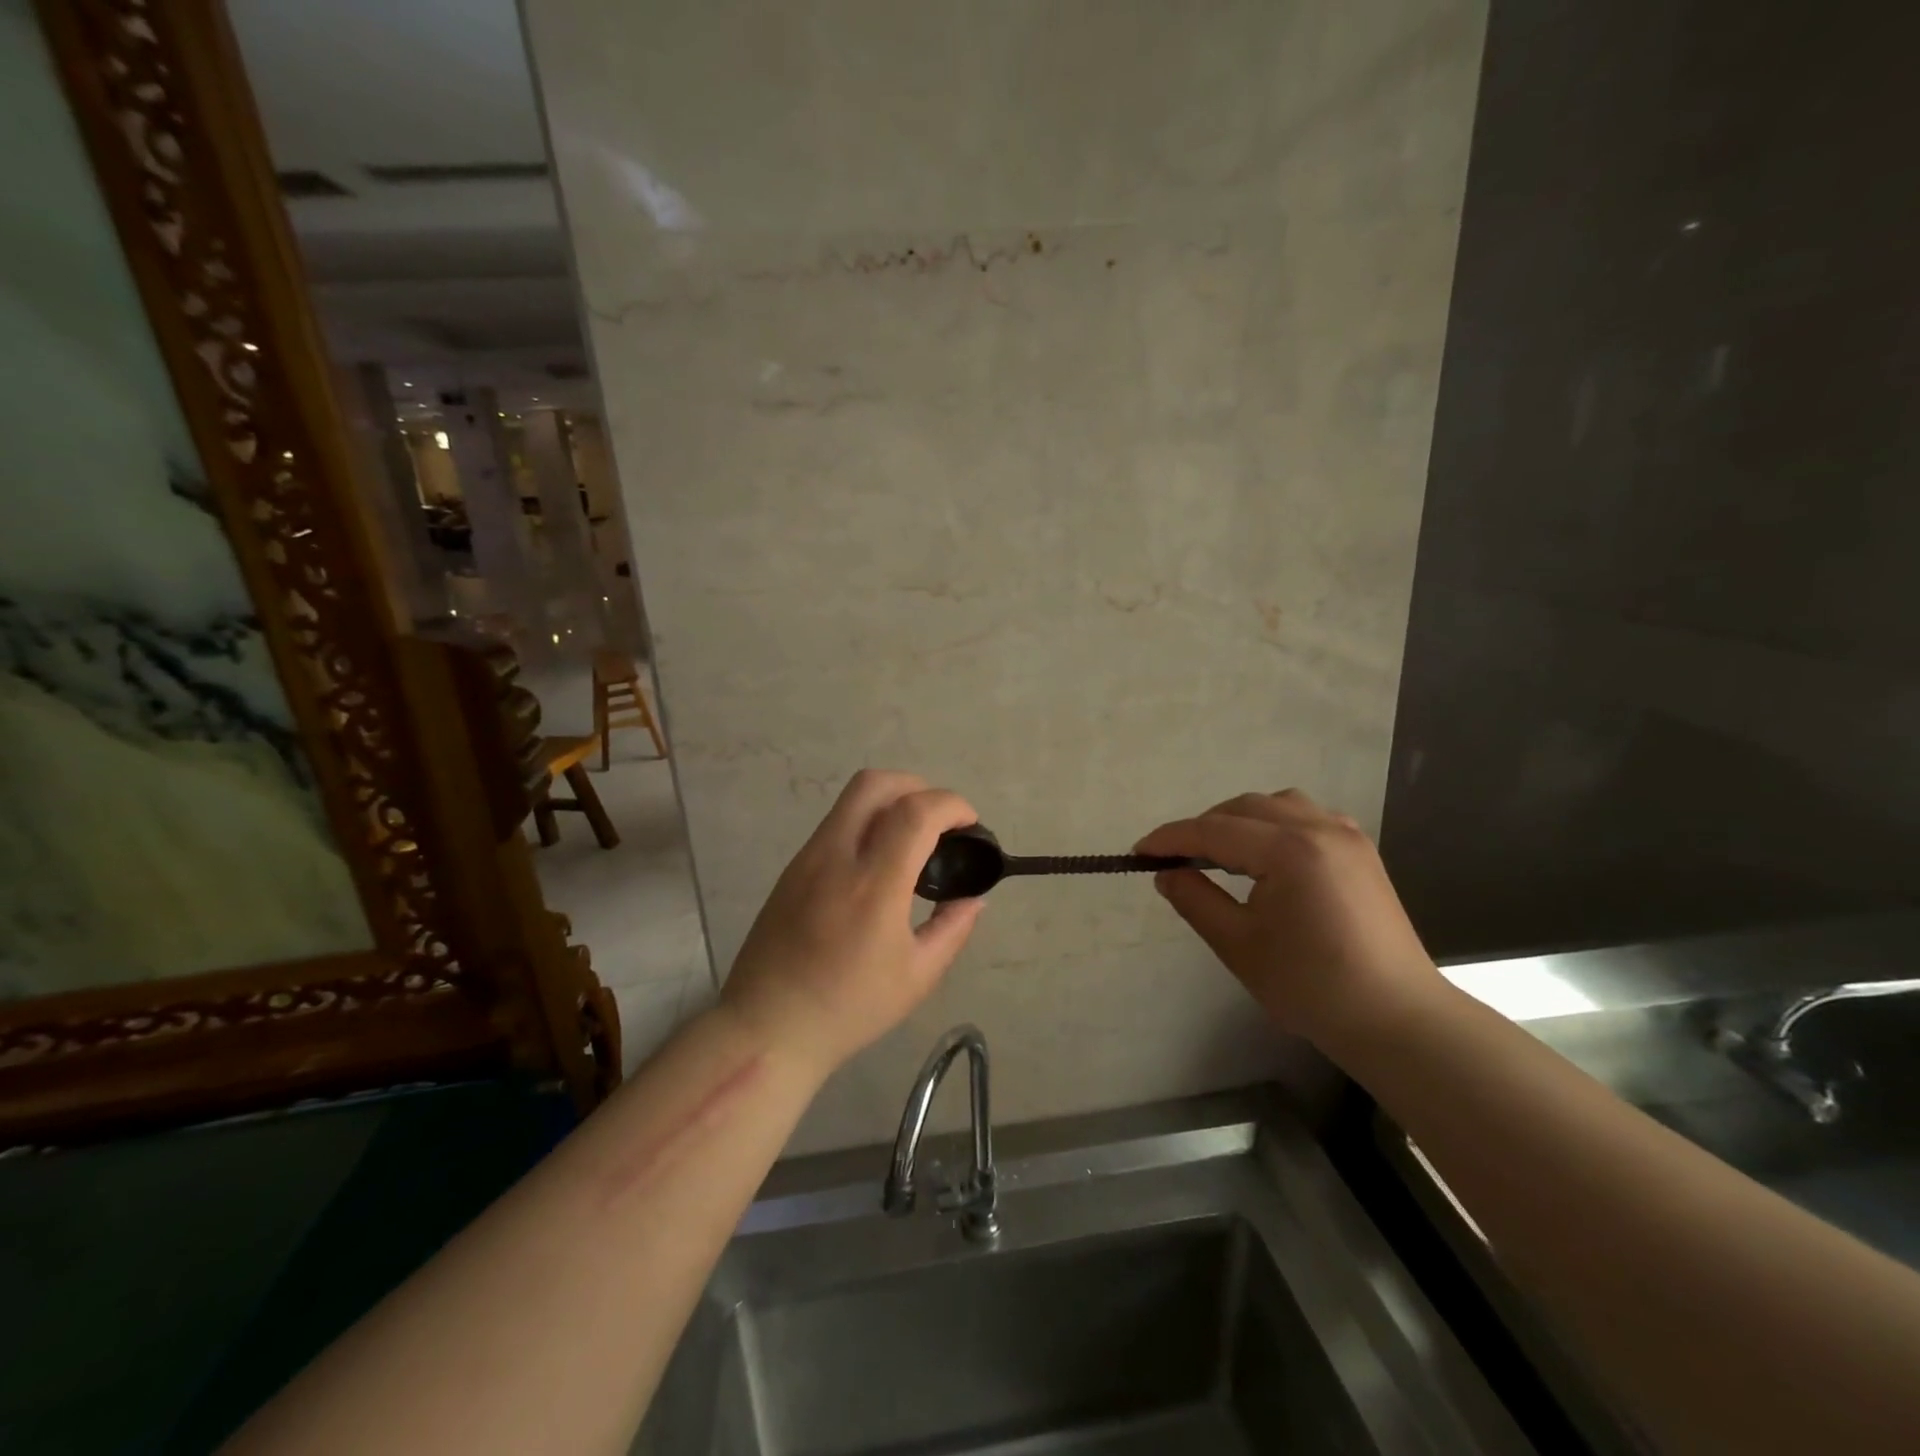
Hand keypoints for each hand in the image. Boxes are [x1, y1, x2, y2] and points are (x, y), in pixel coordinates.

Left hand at [721, 770, 985, 1072]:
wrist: (768, 1028)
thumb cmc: (848, 1009)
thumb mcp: (917, 977)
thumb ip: (953, 928)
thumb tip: (974, 898)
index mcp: (872, 887)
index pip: (915, 813)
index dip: (951, 805)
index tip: (970, 825)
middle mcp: (836, 858)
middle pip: (876, 783)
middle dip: (918, 786)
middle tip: (939, 822)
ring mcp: (807, 859)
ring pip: (851, 799)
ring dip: (891, 802)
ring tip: (912, 841)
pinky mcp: (792, 868)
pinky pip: (836, 825)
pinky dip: (867, 823)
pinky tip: (878, 863)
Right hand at [1135, 790, 1441, 1044]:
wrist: (1396, 1018)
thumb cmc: (1311, 986)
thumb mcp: (1238, 945)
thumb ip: (1195, 900)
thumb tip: (1167, 873)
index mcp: (1288, 850)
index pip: (1213, 831)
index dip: (1170, 838)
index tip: (1139, 852)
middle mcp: (1319, 828)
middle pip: (1243, 808)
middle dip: (1202, 827)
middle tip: (1175, 859)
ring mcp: (1346, 835)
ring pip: (1276, 804)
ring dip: (1239, 821)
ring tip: (1219, 854)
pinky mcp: (1360, 851)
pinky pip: (1305, 816)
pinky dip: (1273, 824)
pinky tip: (1265, 856)